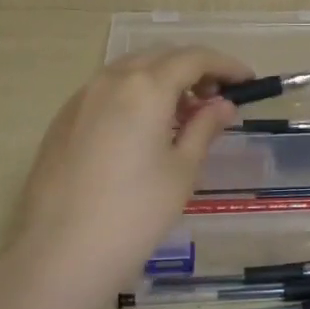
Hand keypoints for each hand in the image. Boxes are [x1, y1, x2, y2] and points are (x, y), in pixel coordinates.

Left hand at [13, 46, 253, 286]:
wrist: (62, 250)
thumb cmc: (136, 212)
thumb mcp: (182, 170)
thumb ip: (204, 129)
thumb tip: (223, 106)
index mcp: (146, 87)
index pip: (194, 58)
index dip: (225, 65)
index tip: (247, 81)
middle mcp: (110, 80)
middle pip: (160, 57)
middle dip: (193, 70)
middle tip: (216, 100)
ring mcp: (81, 98)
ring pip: (129, 71)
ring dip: (161, 81)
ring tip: (182, 116)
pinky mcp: (62, 120)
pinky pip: (106, 92)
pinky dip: (133, 96)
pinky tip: (142, 130)